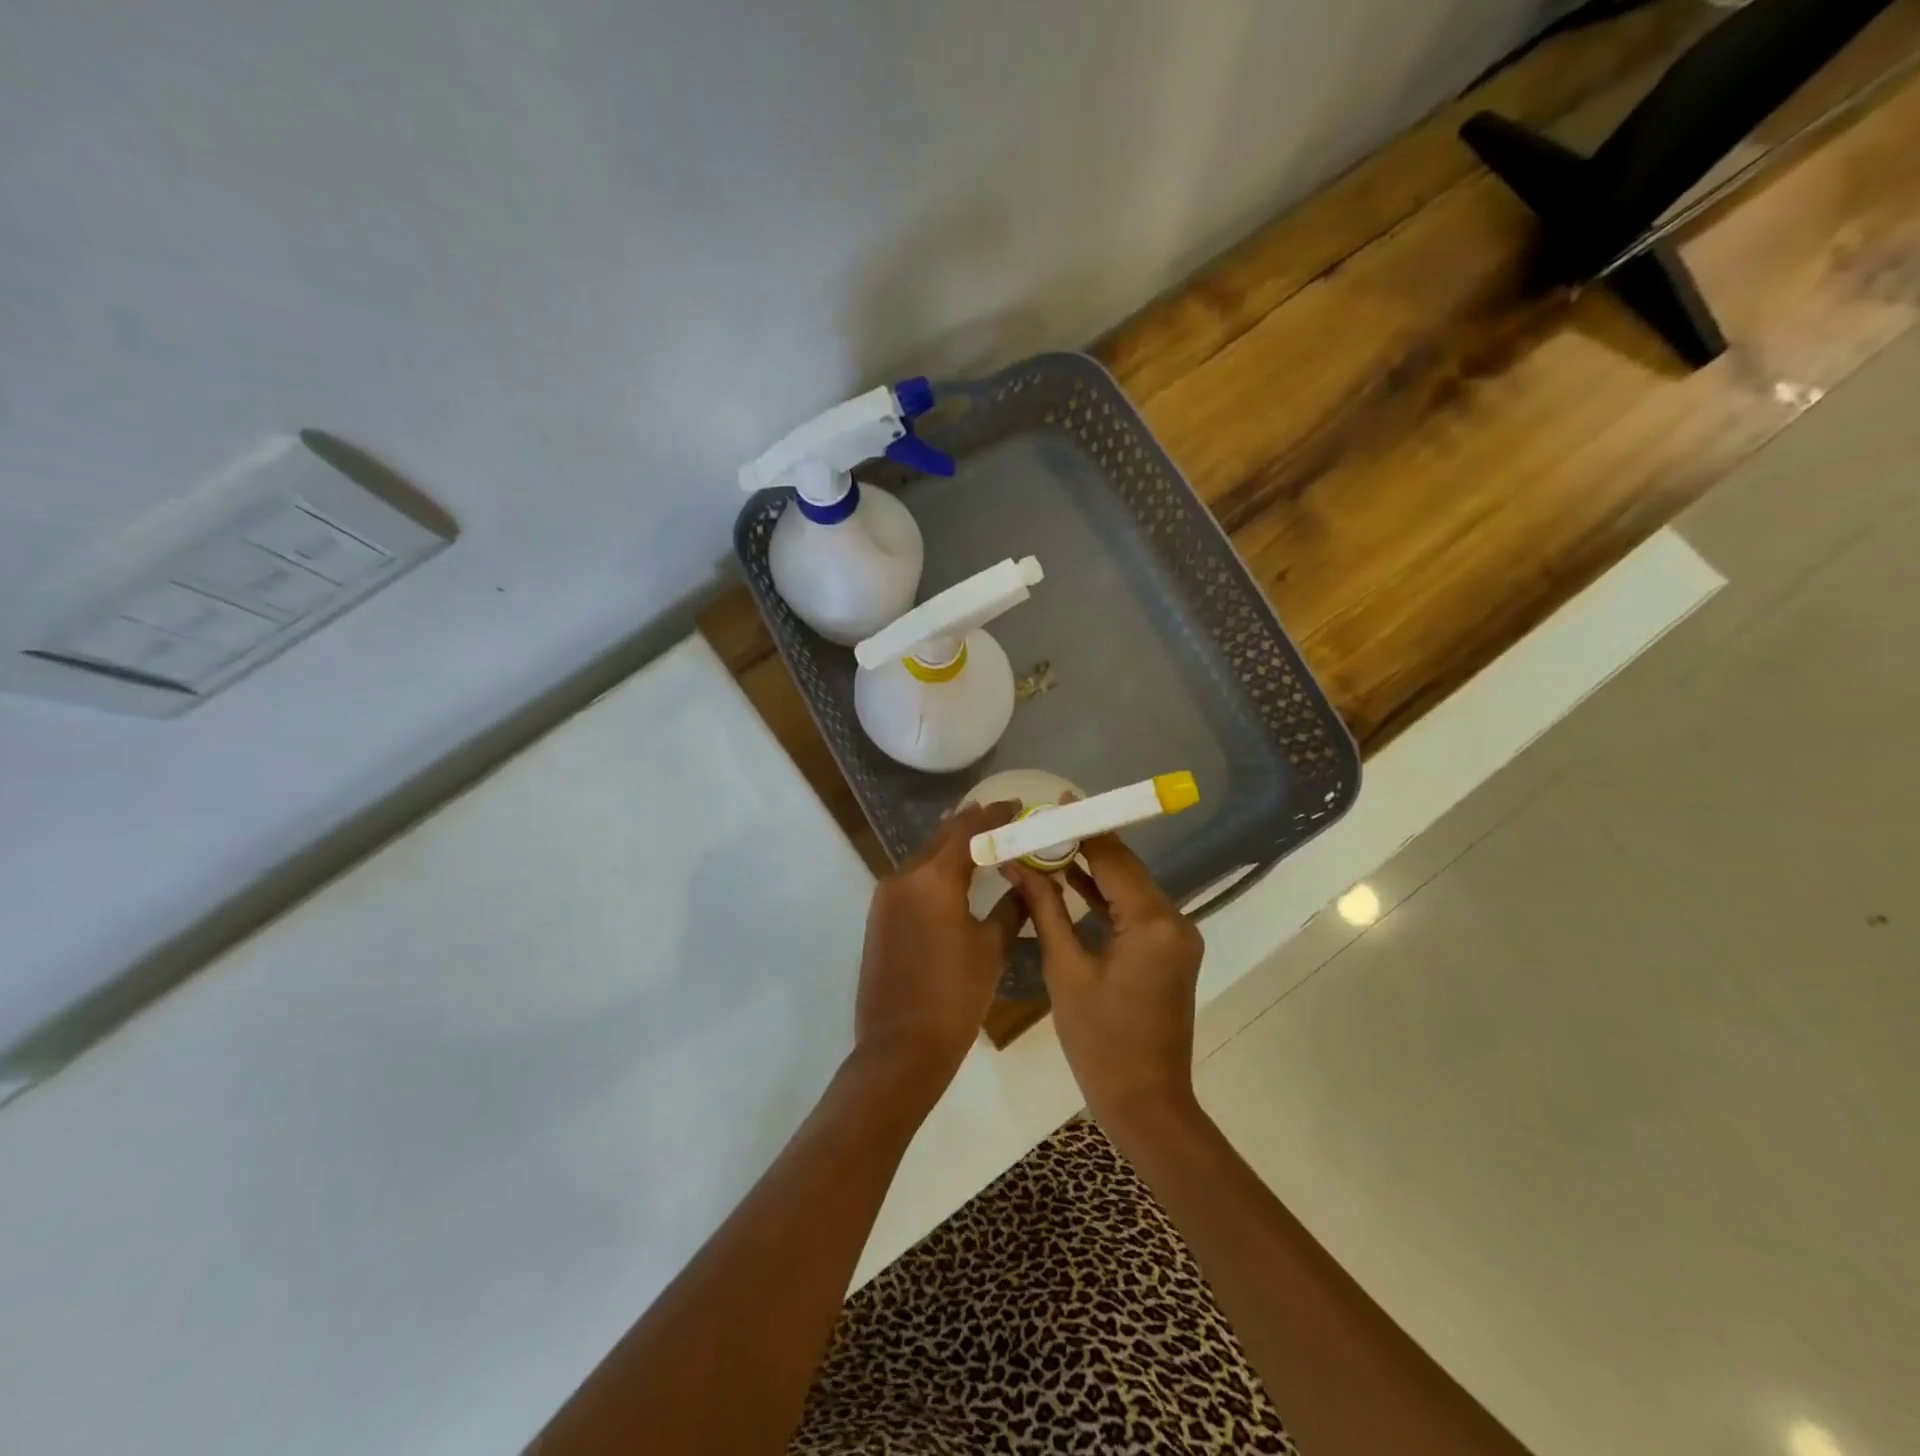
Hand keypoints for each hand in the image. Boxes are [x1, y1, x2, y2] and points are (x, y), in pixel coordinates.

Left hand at [852, 801, 1028, 1100]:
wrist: (900, 1048)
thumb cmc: (954, 997)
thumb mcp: (991, 949)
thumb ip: (1011, 907)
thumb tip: (1028, 882)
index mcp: (935, 878)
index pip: (968, 830)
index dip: (995, 815)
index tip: (1018, 805)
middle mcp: (905, 875)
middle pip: (942, 836)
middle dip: (972, 823)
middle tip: (1002, 816)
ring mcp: (886, 894)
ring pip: (924, 854)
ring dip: (950, 842)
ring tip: (980, 835)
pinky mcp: (879, 914)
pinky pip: (911, 875)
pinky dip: (934, 865)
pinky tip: (952, 870)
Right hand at [1006, 835, 1204, 1132]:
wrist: (1146, 1103)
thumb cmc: (1100, 1041)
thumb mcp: (1066, 970)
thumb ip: (1045, 909)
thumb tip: (1018, 864)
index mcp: (1153, 922)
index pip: (1115, 859)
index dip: (1085, 827)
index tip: (1058, 801)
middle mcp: (1174, 921)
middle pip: (1125, 869)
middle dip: (1086, 844)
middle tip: (1045, 821)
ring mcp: (1174, 938)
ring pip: (1129, 888)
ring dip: (1093, 869)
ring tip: (1050, 843)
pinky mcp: (1168, 952)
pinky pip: (1133, 912)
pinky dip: (1104, 897)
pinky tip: (1071, 881)